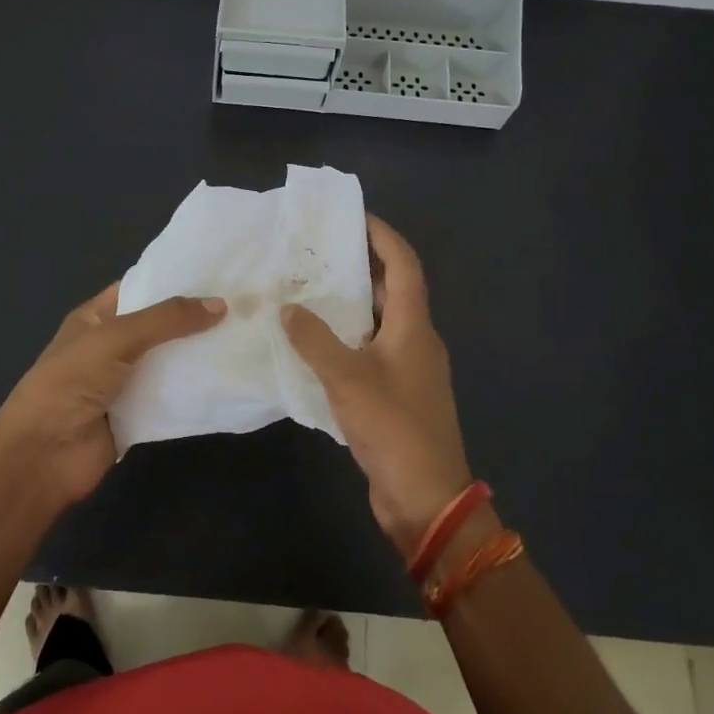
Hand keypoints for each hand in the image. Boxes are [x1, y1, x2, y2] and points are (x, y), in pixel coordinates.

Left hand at [0, 283, 226, 506]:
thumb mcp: (116, 338)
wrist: (44, 455)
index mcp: (95, 318)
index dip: (172, 280)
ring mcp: (125, 383)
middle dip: (194, 318)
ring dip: (199, 354)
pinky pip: (172, 397)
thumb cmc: (71, 382)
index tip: (216, 273)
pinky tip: (230, 377)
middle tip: (244, 304)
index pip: (138, 288)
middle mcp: (110, 347)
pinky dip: (195, 390)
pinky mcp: (138, 416)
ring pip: (169, 362)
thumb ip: (167, 319)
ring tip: (247, 336)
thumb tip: (221, 304)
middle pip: (159, 327)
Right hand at [282, 215, 471, 555]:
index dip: (383, 236)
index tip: (354, 215)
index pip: (404, 266)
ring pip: (379, 322)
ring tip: (310, 288)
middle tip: (319, 251)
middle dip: (361, 266)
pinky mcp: (396, 395)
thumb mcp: (347, 379)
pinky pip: (371, 352)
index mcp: (413, 327)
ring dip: (351, 304)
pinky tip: (314, 343)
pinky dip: (347, 338)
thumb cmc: (393, 427)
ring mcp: (409, 370)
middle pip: (393, 290)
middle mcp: (416, 340)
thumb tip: (287, 308)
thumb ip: (314, 339)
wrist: (426, 498)